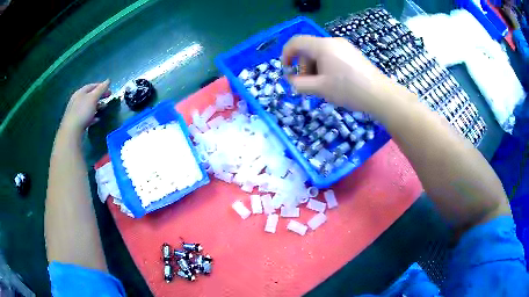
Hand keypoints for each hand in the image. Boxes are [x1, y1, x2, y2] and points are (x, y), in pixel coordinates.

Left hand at [61, 80, 110, 134]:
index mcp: (80, 92)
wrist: (71, 130)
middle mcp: (77, 99)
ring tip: (103, 108)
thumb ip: (101, 89)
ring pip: (88, 106)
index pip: (92, 86)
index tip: (109, 89)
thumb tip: (108, 80)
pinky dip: (92, 116)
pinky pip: (86, 116)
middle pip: (90, 95)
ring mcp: (76, 111)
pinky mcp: (76, 121)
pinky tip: (96, 119)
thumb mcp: (93, 98)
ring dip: (97, 106)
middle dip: (99, 96)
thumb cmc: (83, 111)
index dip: (101, 86)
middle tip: (108, 97)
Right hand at [281, 36, 396, 113]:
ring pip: (321, 54)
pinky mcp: (353, 54)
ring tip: (323, 86)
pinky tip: (334, 82)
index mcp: (323, 46)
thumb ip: (299, 84)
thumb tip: (291, 81)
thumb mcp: (320, 88)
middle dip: (304, 67)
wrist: (379, 95)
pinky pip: (332, 57)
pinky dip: (326, 68)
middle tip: (309, 86)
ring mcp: (345, 47)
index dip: (286, 55)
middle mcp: (333, 41)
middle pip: (309, 50)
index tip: (286, 70)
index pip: (296, 42)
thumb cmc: (348, 90)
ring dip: (315, 69)